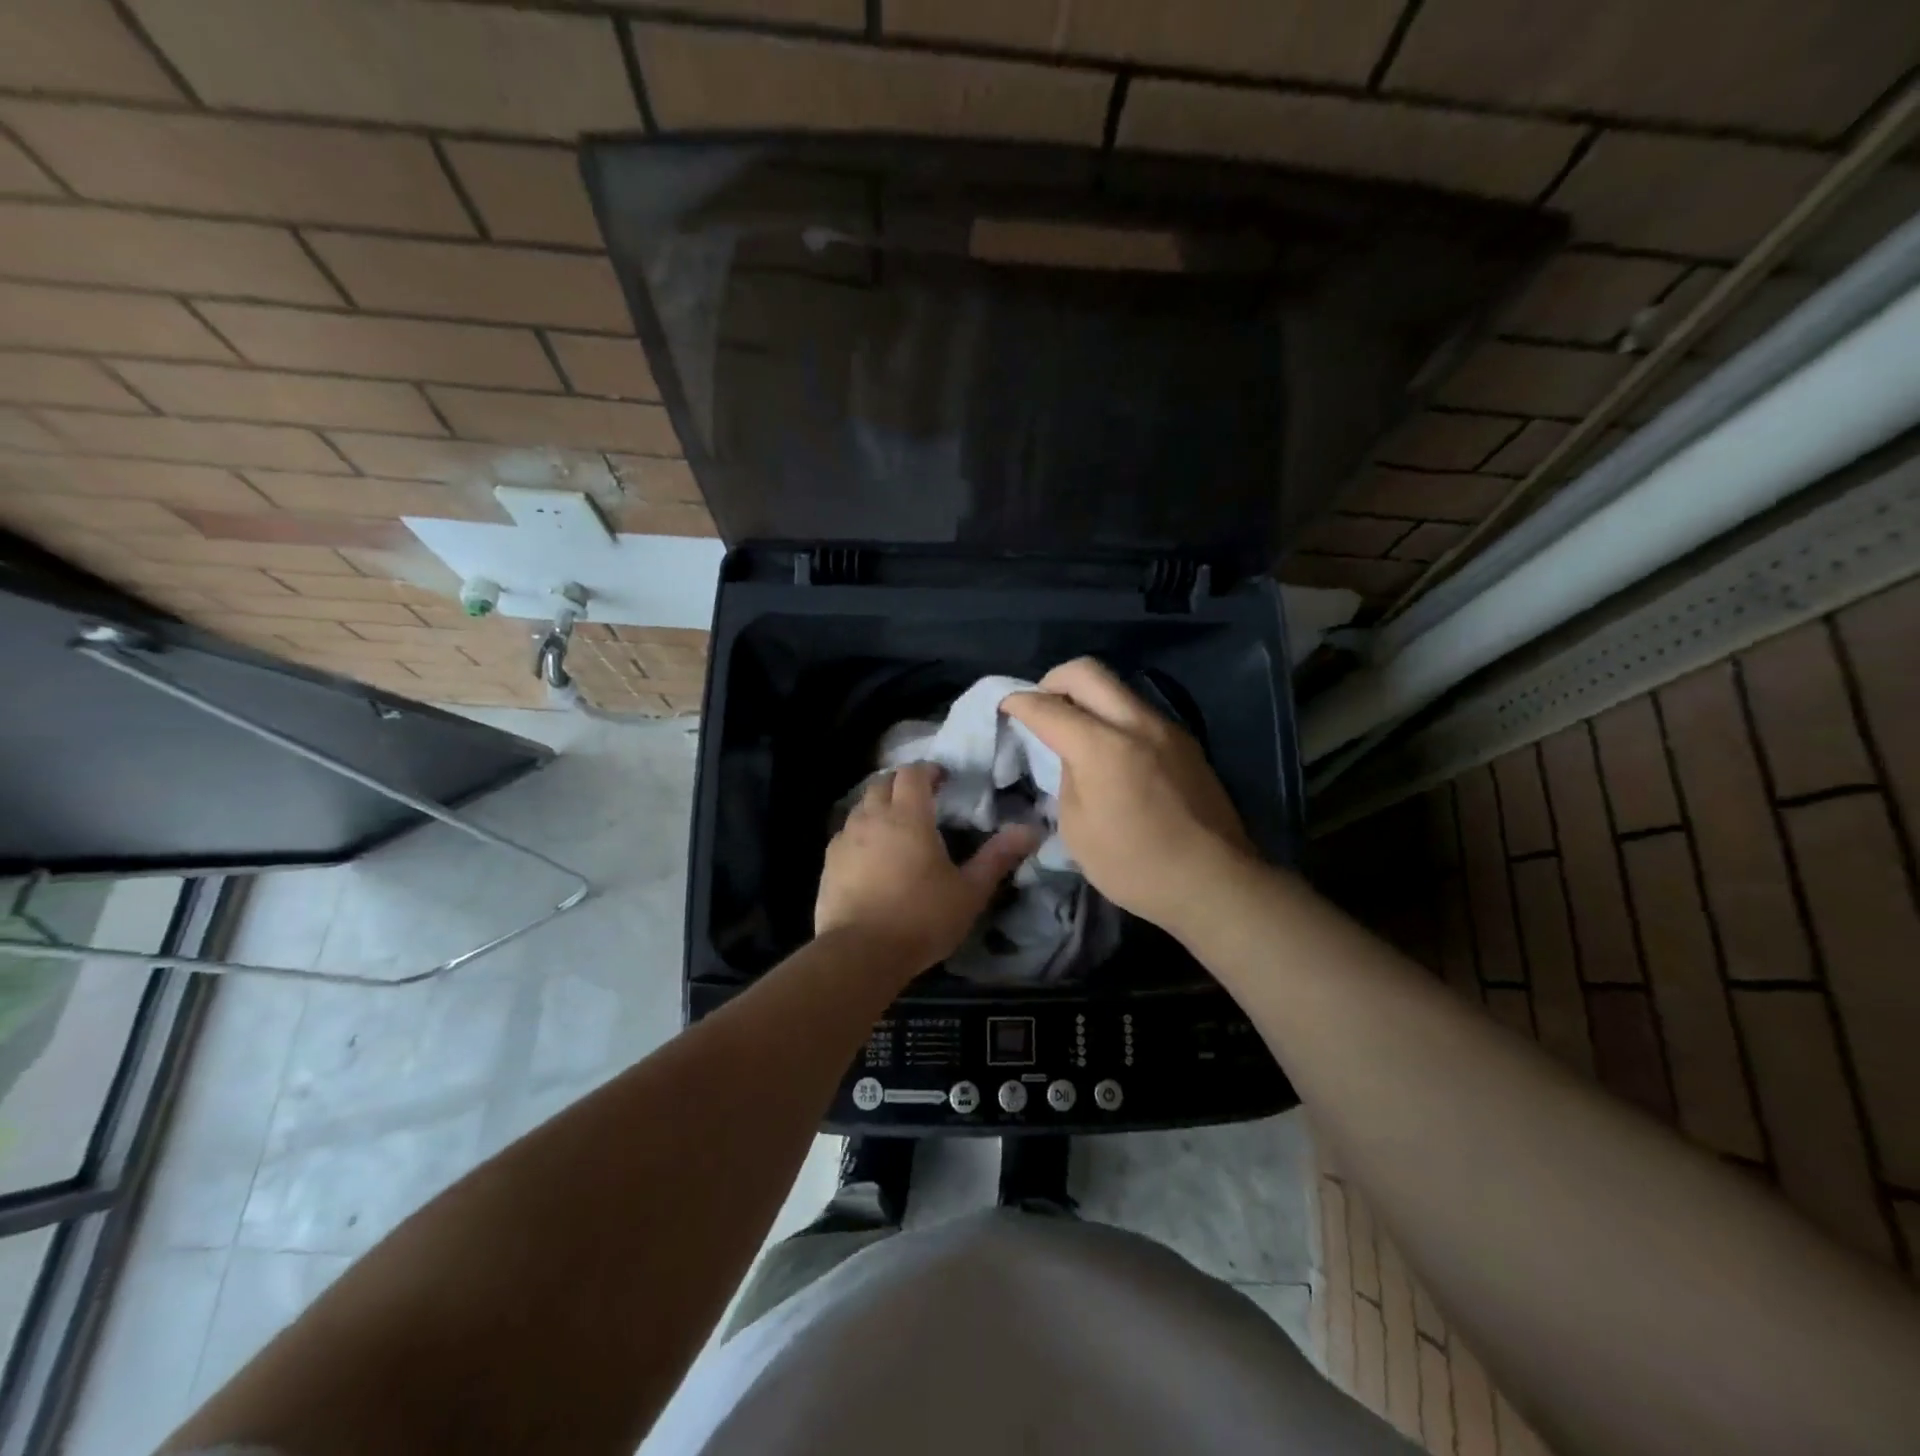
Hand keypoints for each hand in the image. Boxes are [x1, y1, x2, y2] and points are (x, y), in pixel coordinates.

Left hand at [815, 762, 1037, 975]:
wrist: (860, 954)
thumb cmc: (922, 917)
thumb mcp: (969, 891)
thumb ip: (998, 857)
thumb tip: (1031, 829)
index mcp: (908, 816)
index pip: (913, 773)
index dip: (928, 771)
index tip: (942, 780)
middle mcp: (872, 817)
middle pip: (882, 782)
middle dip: (902, 783)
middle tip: (921, 799)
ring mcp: (845, 839)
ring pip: (861, 807)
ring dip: (879, 806)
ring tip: (896, 827)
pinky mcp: (828, 863)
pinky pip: (846, 834)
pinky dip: (861, 833)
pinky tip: (871, 857)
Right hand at [1003, 658, 1251, 930]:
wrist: (1215, 882)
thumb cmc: (1135, 866)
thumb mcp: (1078, 829)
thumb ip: (1068, 779)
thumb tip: (1073, 757)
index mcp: (1103, 747)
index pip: (1048, 707)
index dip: (1019, 703)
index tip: (1005, 707)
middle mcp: (1137, 724)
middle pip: (1087, 672)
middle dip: (1052, 680)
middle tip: (1040, 706)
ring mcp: (1167, 729)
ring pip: (1117, 688)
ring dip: (1087, 697)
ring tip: (1074, 729)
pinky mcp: (1186, 743)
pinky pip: (1138, 712)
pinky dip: (1113, 717)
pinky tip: (1109, 751)